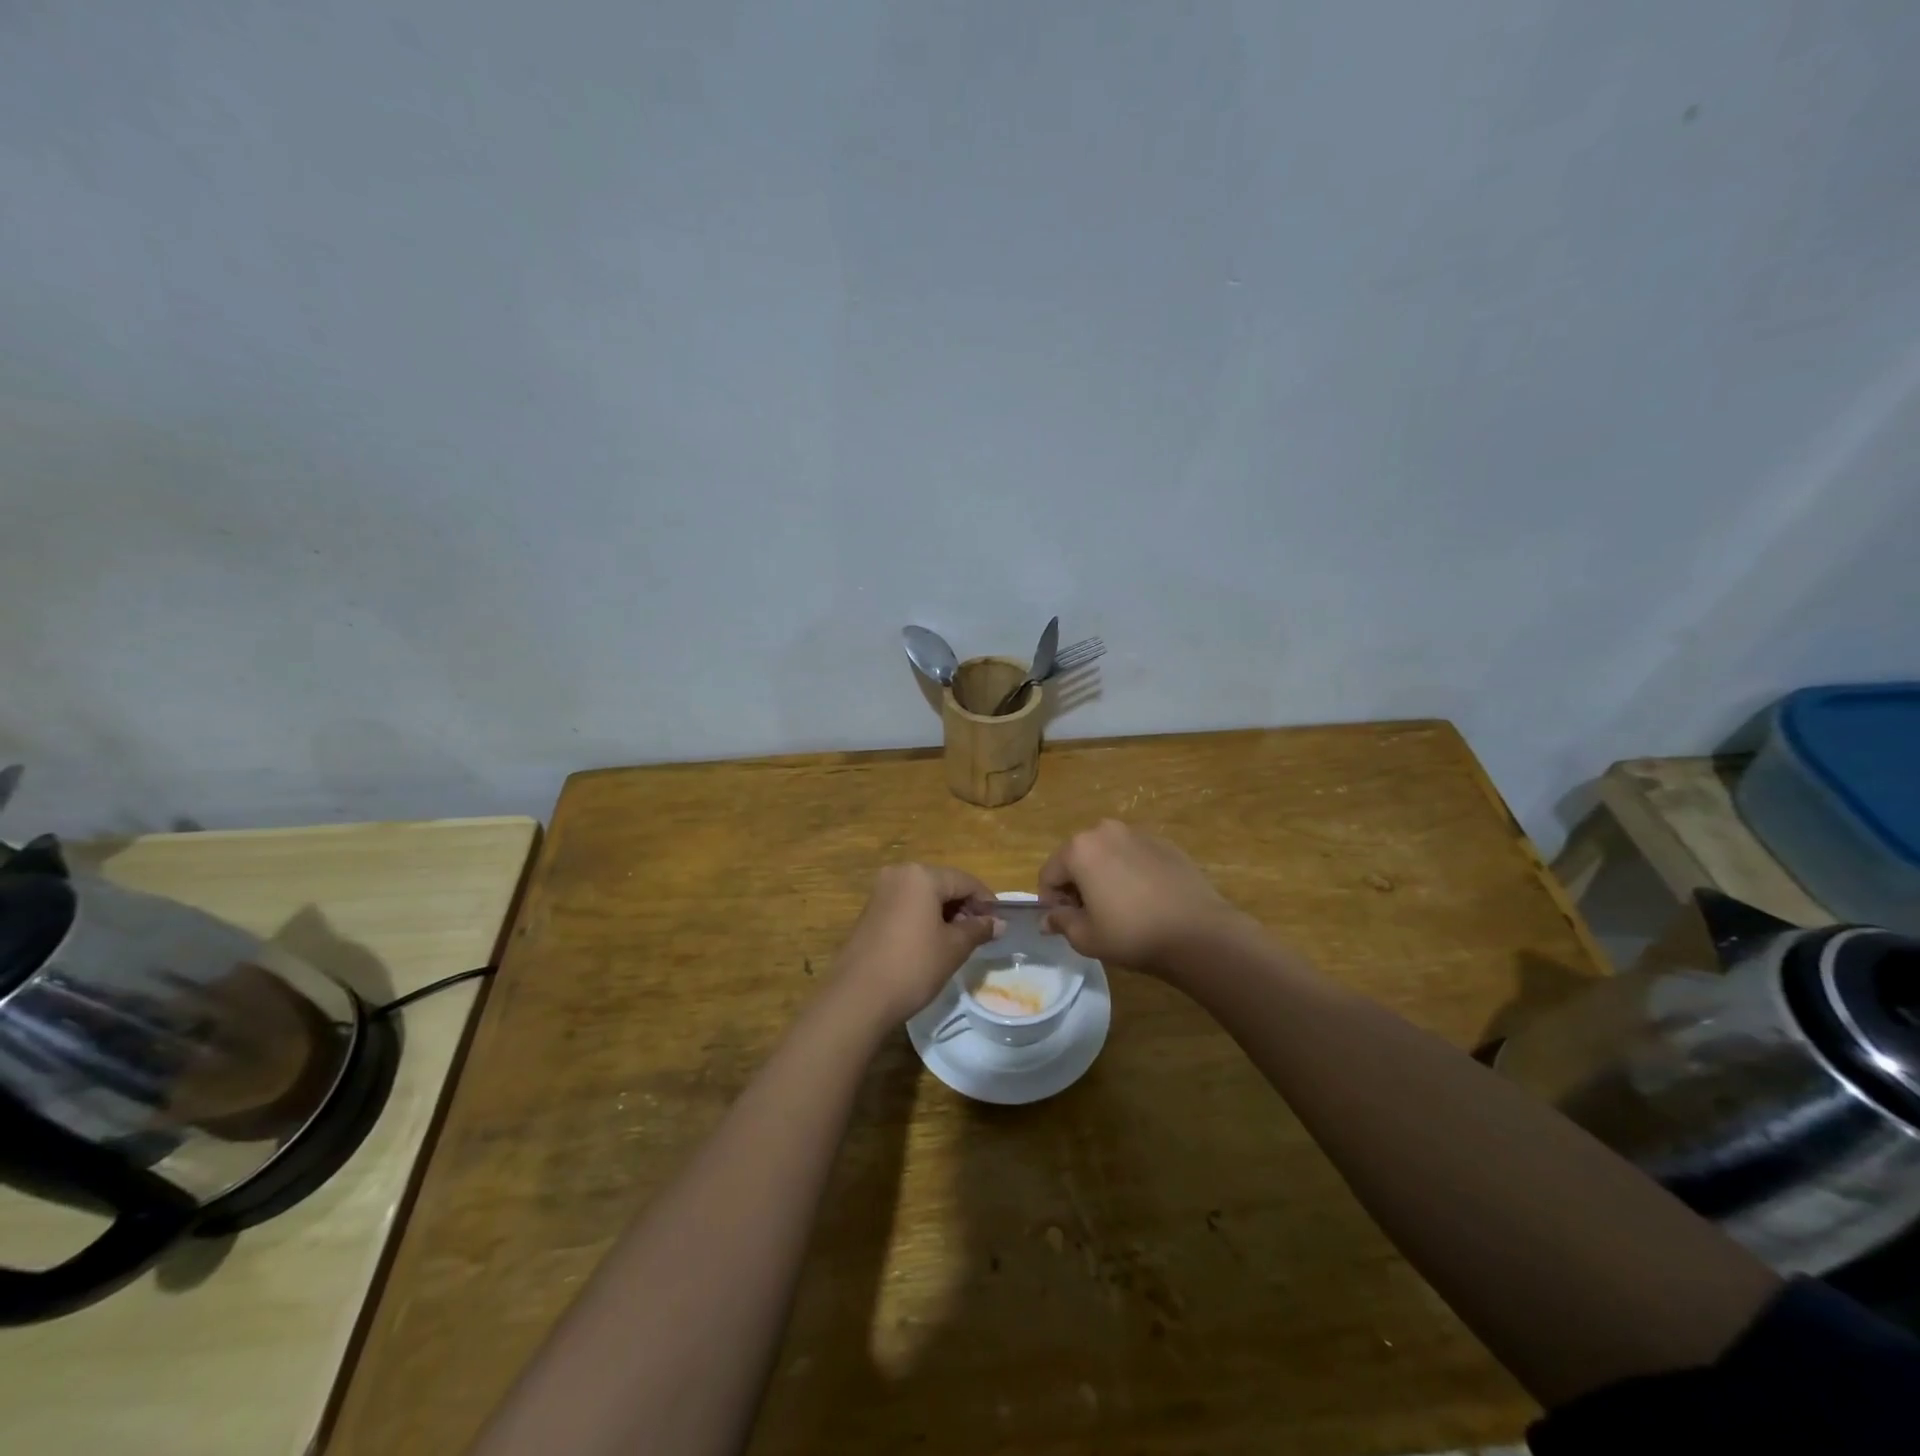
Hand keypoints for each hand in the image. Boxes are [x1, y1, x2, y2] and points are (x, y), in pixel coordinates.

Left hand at [834, 864, 1002, 1022]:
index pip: (964, 881)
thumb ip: (978, 929)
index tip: (999, 923)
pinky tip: (931, 943)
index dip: (985, 901)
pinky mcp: (870, 911)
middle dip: (964, 907)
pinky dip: (923, 918)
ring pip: (923, 895)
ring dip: (944, 913)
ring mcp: (880, 892)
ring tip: (958, 942)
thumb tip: (999, 923)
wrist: (858, 996)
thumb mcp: (954, 947)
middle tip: (979, 935)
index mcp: (921, 876)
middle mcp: (899, 874)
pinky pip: (906, 906)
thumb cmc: (913, 965)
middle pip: (943, 884)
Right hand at [1038, 820, 1246, 976]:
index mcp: (1079, 849)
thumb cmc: (1132, 934)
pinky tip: (1145, 898)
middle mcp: (1105, 831)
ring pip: (1106, 854)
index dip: (1051, 901)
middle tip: (1090, 915)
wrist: (1198, 932)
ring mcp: (1137, 833)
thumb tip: (1047, 919)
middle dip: (1076, 884)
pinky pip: (1133, 855)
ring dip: (1102, 875)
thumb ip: (1061, 922)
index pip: (1048, 874)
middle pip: (1076, 857)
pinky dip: (1130, 872)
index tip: (1065, 922)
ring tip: (1119, 906)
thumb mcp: (1086, 937)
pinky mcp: (1164, 843)